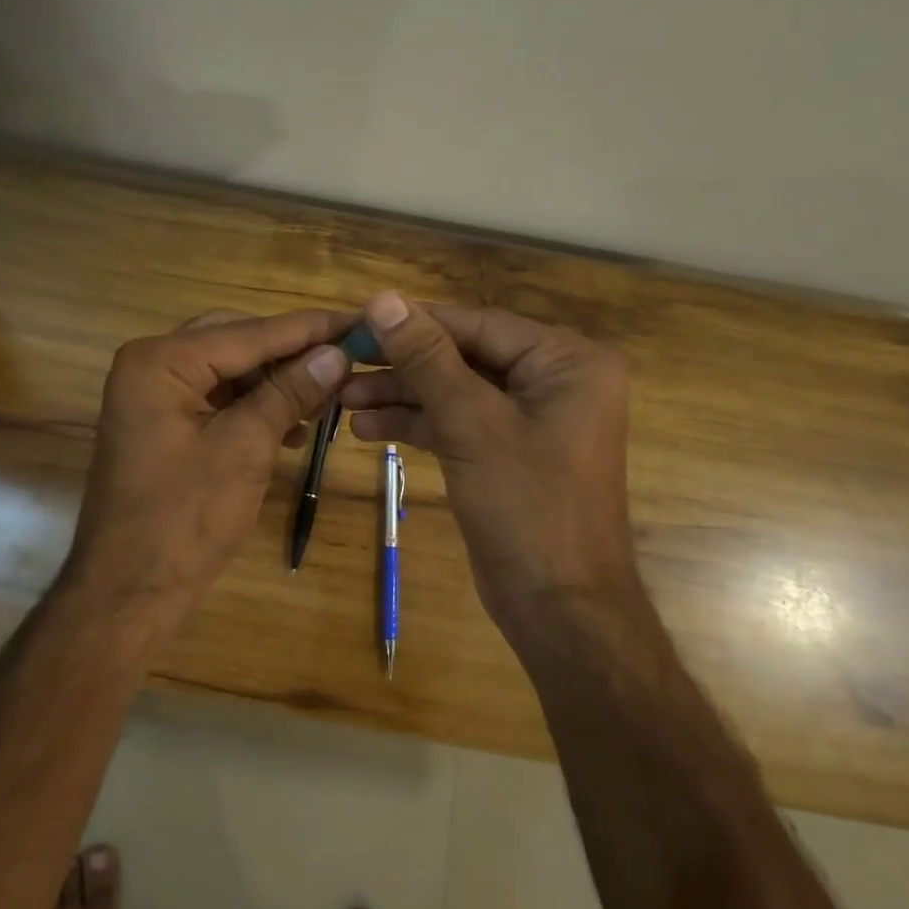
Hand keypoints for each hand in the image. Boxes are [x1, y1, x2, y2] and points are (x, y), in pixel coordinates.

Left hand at [68, 307, 356, 619]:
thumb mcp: (245, 448)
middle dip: (291, 354)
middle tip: (345, 360)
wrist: (130, 591)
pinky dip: (254, 407)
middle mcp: (151, 365)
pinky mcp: (163, 423)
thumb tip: (337, 353)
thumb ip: (289, 392)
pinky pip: (217, 398)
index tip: (360, 321)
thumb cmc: (185, 518)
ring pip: (230, 370)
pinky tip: (292, 427)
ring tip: (325, 398)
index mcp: (161, 361)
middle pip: (237, 342)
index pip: (249, 332)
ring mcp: (153, 395)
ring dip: (276, 382)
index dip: (309, 329)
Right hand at [339, 291, 638, 633]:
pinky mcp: (508, 452)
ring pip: (455, 391)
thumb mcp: (471, 423)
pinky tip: (367, 429)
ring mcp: (530, 419)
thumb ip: (426, 357)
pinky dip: (418, 425)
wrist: (559, 609)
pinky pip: (459, 423)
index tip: (357, 322)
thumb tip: (383, 298)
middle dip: (403, 367)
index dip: (414, 323)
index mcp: (566, 361)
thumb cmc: (527, 506)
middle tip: (343, 365)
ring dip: (402, 397)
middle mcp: (554, 380)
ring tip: (343, 401)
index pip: (477, 325)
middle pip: (464, 357)